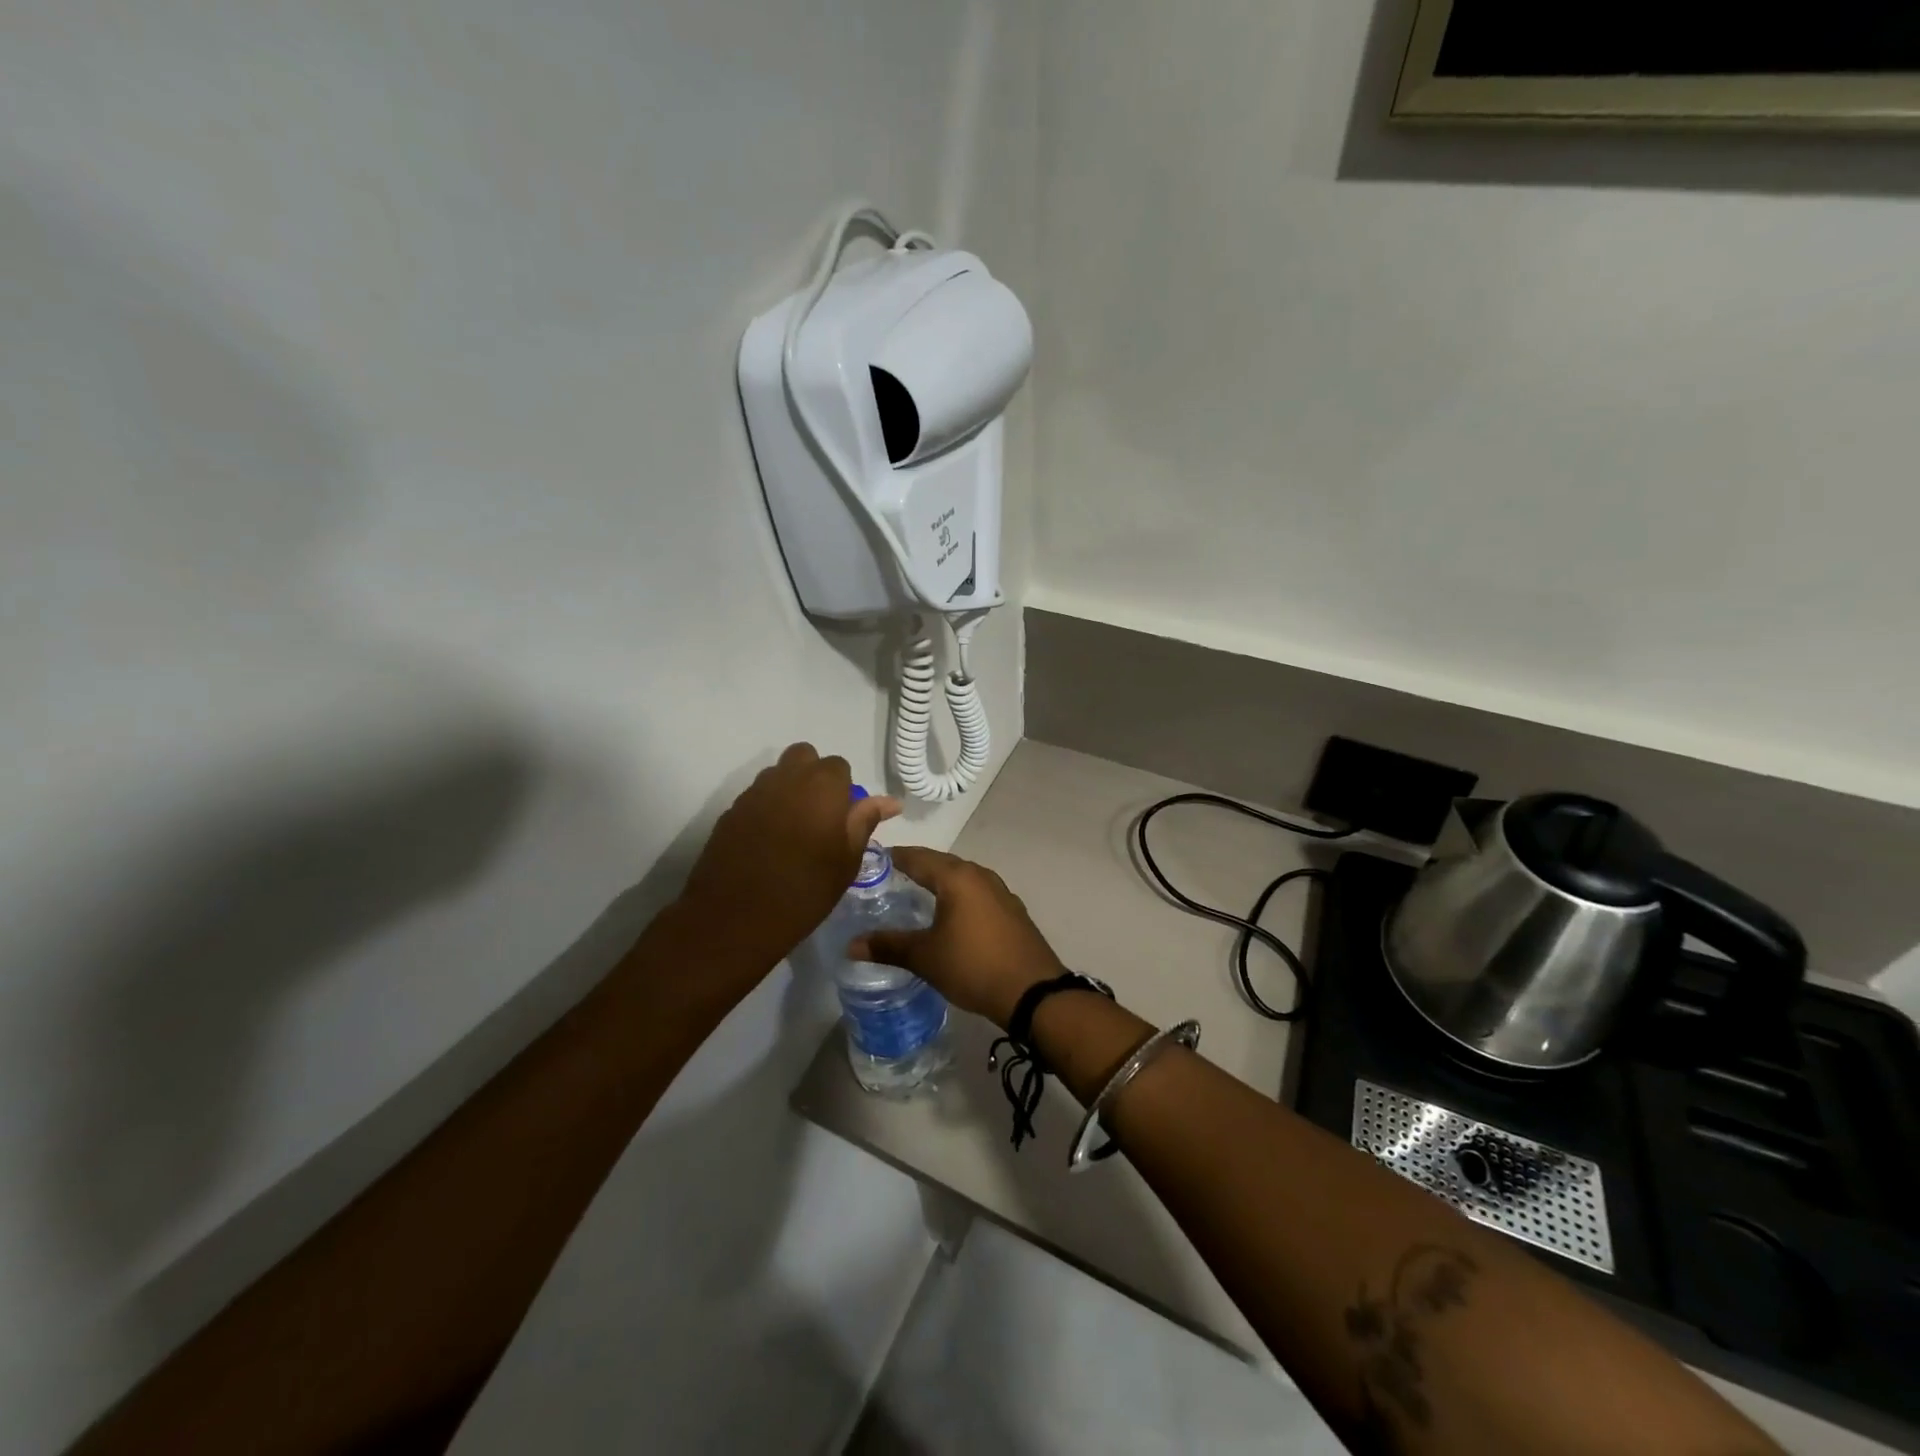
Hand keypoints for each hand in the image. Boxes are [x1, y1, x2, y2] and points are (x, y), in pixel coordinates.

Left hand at [678, 743, 899, 971]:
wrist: (734, 919)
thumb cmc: (804, 892)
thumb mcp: (846, 861)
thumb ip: (865, 822)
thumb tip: (890, 801)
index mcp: (821, 786)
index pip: (839, 766)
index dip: (844, 788)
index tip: (843, 818)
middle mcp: (786, 779)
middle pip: (804, 756)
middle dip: (814, 776)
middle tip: (820, 815)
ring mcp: (753, 793)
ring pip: (777, 774)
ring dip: (789, 790)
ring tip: (794, 830)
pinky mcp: (730, 812)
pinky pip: (756, 797)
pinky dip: (767, 809)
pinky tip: (768, 843)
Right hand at [848, 847, 1067, 1026]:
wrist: (1032, 991)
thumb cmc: (974, 966)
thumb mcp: (925, 957)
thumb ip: (888, 946)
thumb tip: (851, 944)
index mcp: (957, 877)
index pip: (917, 857)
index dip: (893, 858)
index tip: (871, 862)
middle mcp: (980, 875)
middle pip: (940, 863)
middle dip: (915, 868)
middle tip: (888, 879)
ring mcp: (1000, 892)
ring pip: (961, 878)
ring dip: (939, 882)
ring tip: (916, 895)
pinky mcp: (1011, 910)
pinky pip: (977, 893)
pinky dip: (958, 897)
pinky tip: (950, 915)